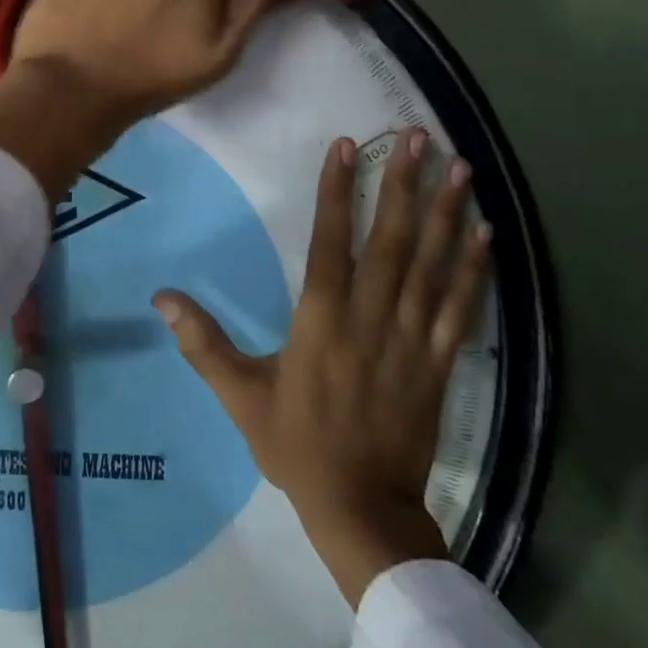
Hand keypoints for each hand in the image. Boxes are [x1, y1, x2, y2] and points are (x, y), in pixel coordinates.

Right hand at [153, 130, 492, 603]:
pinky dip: (473, 268)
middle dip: (402, 184)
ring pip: (431, 265)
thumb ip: (203, 344)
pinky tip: (485, 233)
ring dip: (444, 213)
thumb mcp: (240, 396)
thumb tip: (162, 298)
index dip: (338, 192)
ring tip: (459, 167)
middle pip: (390, 242)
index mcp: (321, 323)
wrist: (362, 511)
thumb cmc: (296, 447)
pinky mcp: (440, 362)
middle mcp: (371, 320)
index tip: (347, 147)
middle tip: (414, 137)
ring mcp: (412, 340)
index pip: (330, 243)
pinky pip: (461, 307)